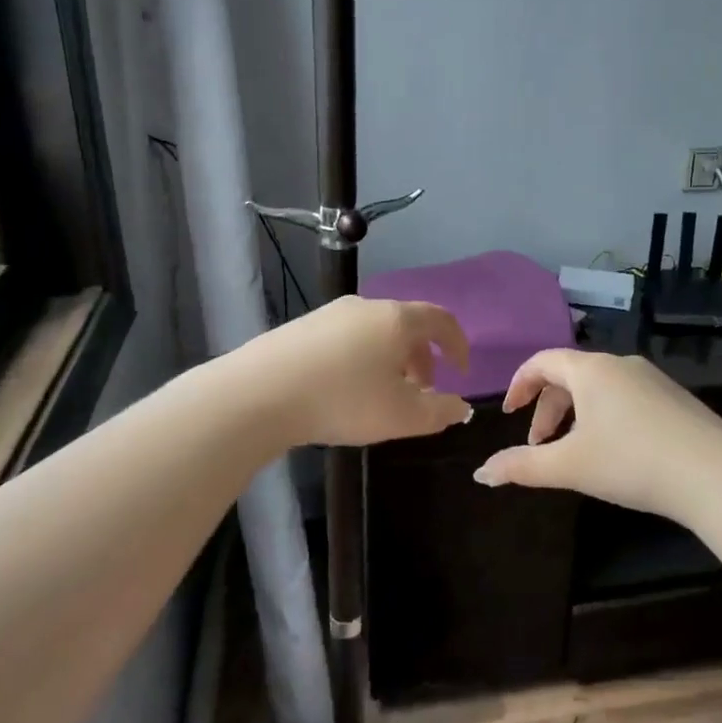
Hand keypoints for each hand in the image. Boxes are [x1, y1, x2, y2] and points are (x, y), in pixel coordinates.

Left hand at [239, 296, 474, 445]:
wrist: (259, 393)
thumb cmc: (343, 400)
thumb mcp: (402, 416)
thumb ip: (440, 411)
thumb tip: (460, 406)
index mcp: (397, 319)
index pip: (441, 320)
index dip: (458, 344)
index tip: (462, 371)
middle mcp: (367, 306)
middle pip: (407, 325)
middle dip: (422, 358)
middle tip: (422, 392)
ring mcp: (331, 313)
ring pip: (376, 331)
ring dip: (391, 359)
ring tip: (384, 394)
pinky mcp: (302, 327)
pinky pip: (347, 338)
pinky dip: (362, 358)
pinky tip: (345, 388)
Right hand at [474, 350, 721, 518]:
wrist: (715, 475)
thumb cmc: (631, 462)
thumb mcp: (569, 466)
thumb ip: (522, 467)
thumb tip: (480, 473)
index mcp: (591, 370)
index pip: (542, 362)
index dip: (519, 385)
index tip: (509, 413)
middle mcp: (621, 364)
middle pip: (570, 375)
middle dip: (548, 408)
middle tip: (539, 444)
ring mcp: (653, 379)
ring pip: (600, 388)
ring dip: (577, 414)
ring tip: (575, 451)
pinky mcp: (675, 398)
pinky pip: (627, 397)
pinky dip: (606, 416)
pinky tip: (617, 452)